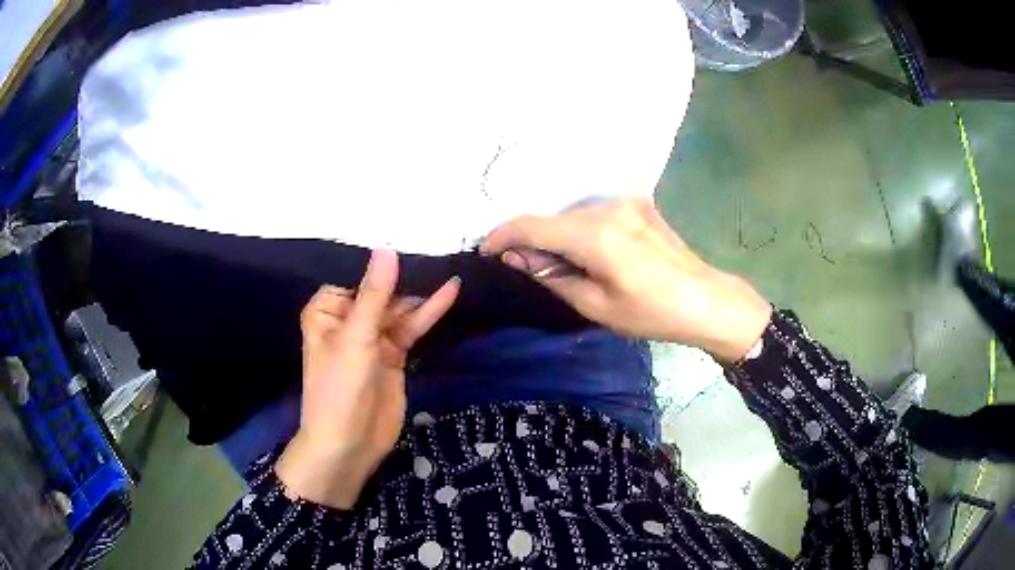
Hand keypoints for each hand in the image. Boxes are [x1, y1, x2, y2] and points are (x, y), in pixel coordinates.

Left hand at [275, 250, 459, 508]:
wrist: (350, 445)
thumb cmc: (339, 388)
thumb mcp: (356, 337)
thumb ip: (375, 294)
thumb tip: (387, 249)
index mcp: (327, 309)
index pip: (356, 274)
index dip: (381, 259)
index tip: (410, 234)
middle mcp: (348, 319)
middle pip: (381, 290)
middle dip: (406, 274)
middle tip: (439, 247)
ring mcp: (372, 337)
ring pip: (399, 308)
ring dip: (421, 293)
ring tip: (448, 267)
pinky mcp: (393, 354)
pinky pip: (411, 327)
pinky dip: (429, 313)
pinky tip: (449, 293)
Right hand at [481, 197, 770, 361]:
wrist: (706, 300)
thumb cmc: (651, 313)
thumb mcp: (595, 306)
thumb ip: (552, 276)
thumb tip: (517, 258)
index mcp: (596, 235)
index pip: (532, 225)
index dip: (502, 236)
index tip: (486, 251)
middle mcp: (607, 207)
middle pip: (553, 219)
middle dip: (532, 241)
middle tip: (527, 269)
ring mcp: (626, 202)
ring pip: (573, 215)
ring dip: (559, 236)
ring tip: (562, 266)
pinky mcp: (639, 204)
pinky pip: (595, 213)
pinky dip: (581, 230)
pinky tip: (591, 253)